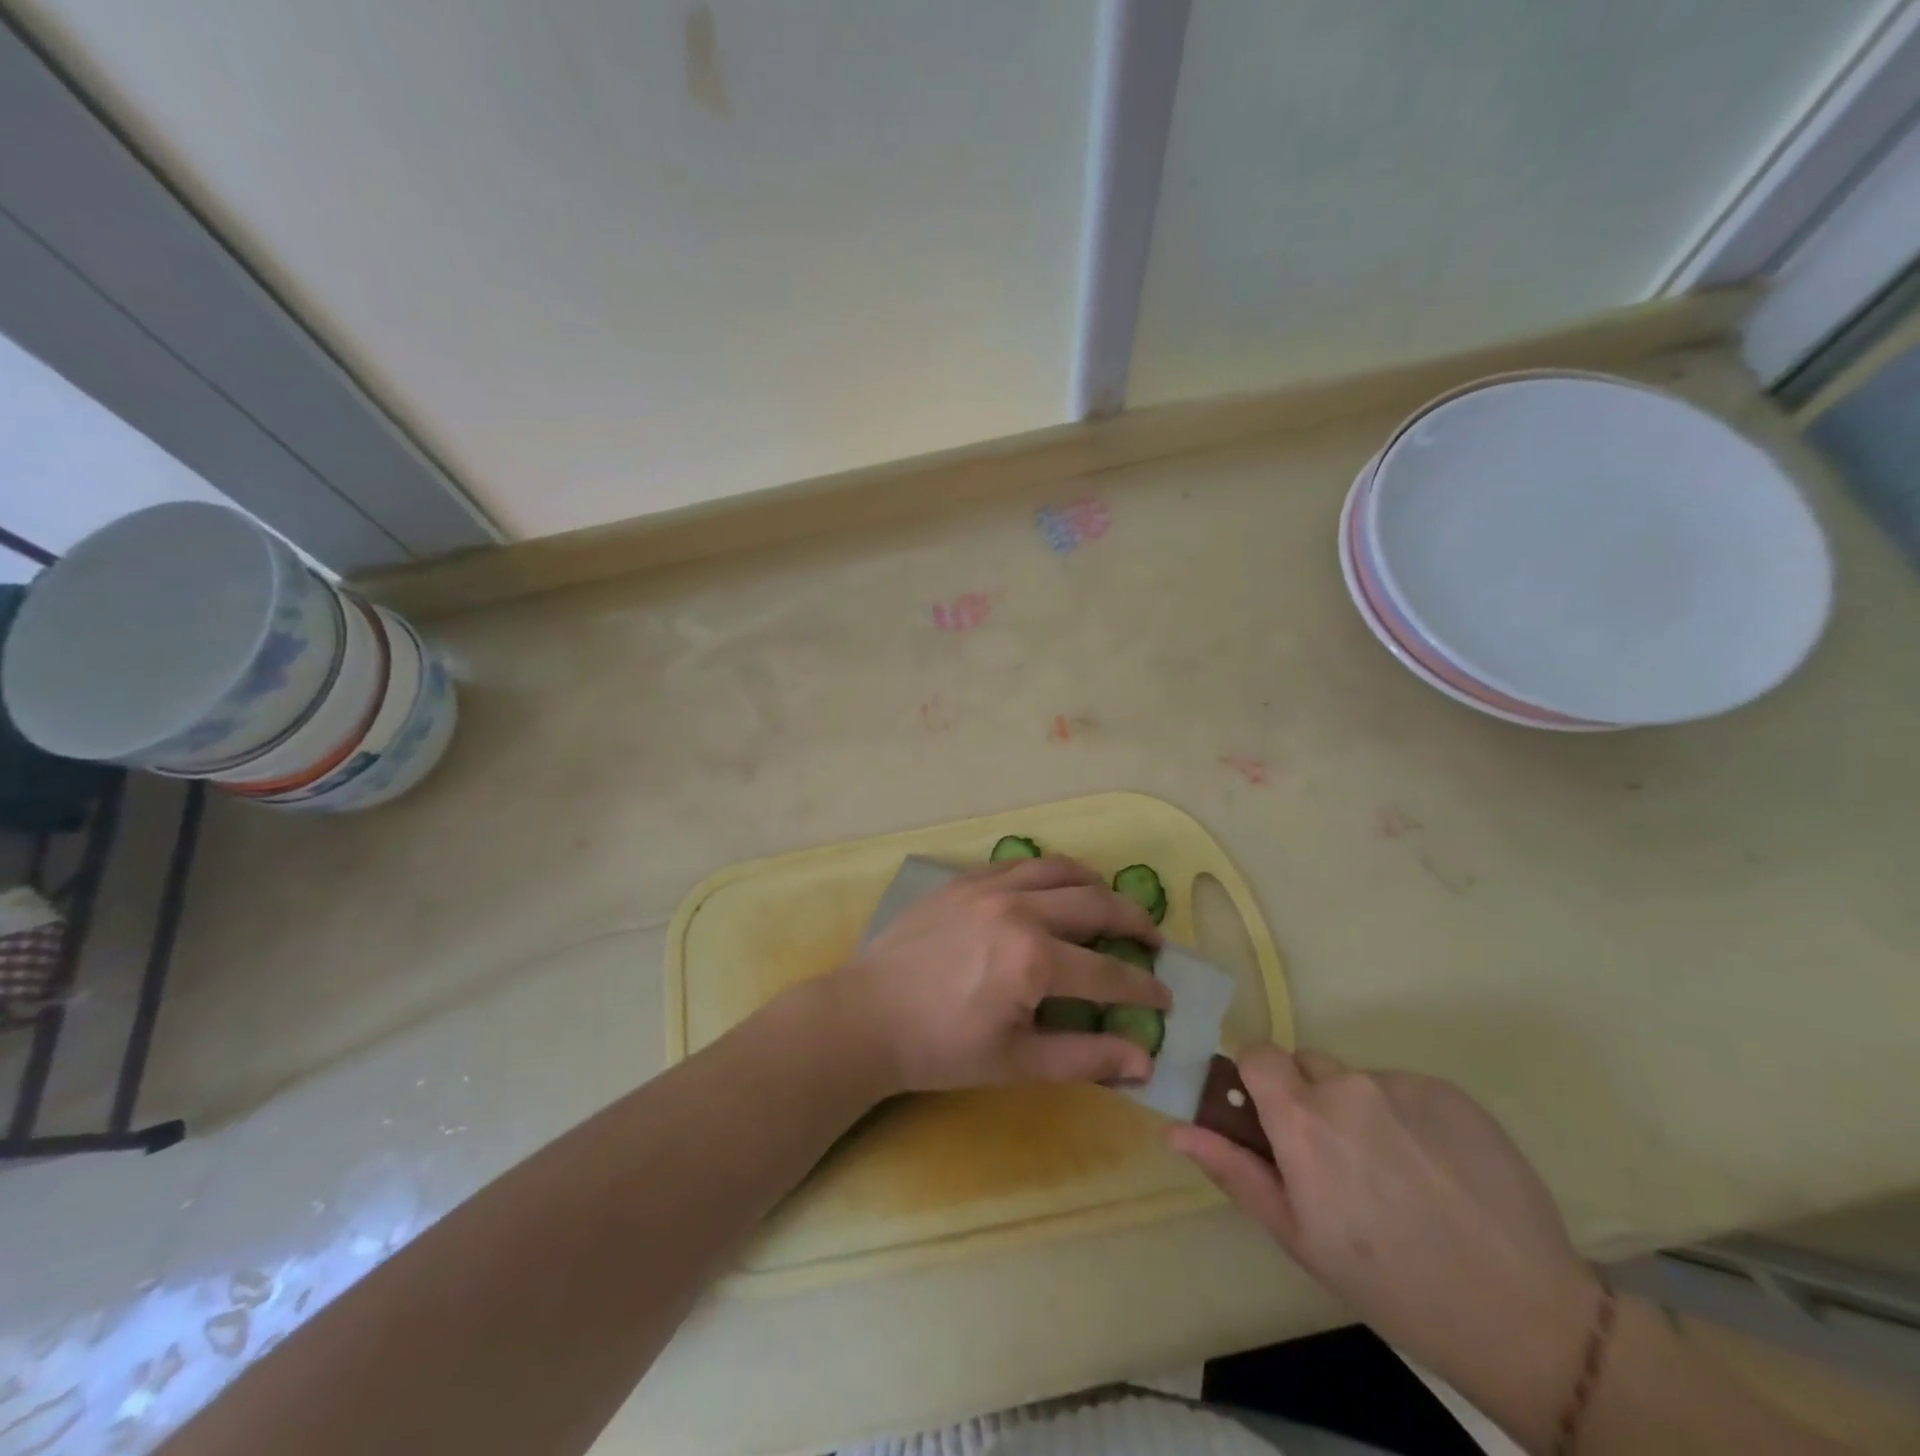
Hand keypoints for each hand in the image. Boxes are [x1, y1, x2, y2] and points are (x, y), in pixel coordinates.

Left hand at [826, 856, 1169, 1094]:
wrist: (867, 1016)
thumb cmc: (941, 1048)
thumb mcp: (1016, 1063)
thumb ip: (1084, 1057)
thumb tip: (1144, 1060)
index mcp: (1035, 960)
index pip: (1109, 973)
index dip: (1144, 988)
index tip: (1166, 997)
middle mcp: (1019, 910)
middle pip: (1096, 904)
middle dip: (1135, 922)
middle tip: (1153, 941)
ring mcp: (990, 887)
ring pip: (1061, 869)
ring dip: (1096, 886)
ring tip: (1110, 905)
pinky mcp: (964, 879)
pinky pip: (1021, 863)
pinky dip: (1050, 873)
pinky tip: (1053, 890)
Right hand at [1169, 1047, 1601, 1446]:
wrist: (1522, 1315)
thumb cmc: (1389, 1283)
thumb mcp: (1298, 1236)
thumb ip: (1233, 1169)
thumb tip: (1175, 1127)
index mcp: (1302, 1119)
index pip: (1258, 1053)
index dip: (1260, 1081)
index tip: (1274, 1122)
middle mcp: (1347, 1085)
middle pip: (1308, 1065)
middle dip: (1311, 1099)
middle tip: (1341, 1164)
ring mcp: (1403, 1084)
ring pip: (1358, 1080)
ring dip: (1362, 1111)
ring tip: (1399, 1176)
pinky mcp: (1451, 1092)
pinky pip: (1406, 1090)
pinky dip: (1409, 1118)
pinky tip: (1437, 1171)